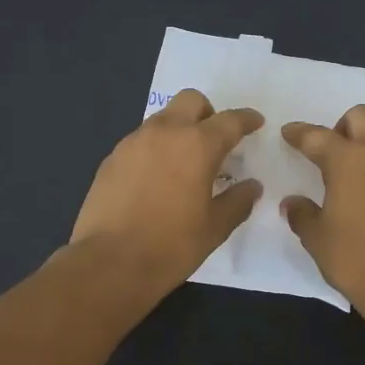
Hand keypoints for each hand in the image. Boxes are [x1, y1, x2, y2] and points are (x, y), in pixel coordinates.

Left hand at [71, 89, 262, 300]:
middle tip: (215, 141)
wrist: (109, 263)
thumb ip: (238, 201)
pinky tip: (156, 180)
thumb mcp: (215, 227)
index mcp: (197, 145)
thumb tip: (252, 186)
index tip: (255, 123)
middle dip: (208, 113)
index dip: (246, 119)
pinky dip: (155, 149)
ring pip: (163, 118)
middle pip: (191, 101)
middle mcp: (164, 132)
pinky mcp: (111, 159)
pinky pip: (140, 141)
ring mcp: (133, 143)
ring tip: (184, 164)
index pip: (230, 120)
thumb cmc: (171, 245)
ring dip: (179, 130)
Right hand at [280, 106, 364, 328]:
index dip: (299, 133)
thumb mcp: (317, 240)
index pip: (317, 136)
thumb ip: (302, 214)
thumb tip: (293, 203)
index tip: (288, 133)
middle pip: (362, 117)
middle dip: (342, 126)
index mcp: (348, 161)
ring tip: (355, 178)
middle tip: (331, 152)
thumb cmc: (356, 259)